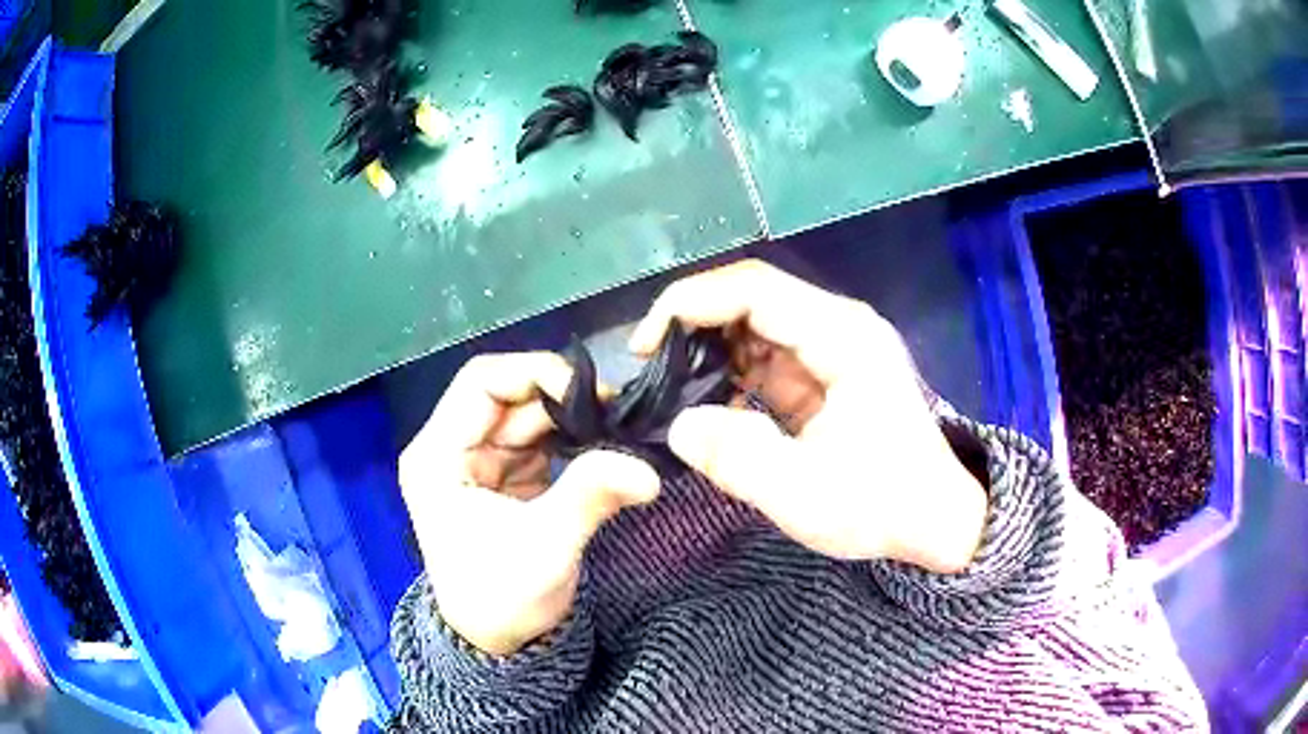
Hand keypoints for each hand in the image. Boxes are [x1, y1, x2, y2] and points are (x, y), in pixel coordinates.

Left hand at [399, 354, 660, 655]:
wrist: (500, 640)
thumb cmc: (504, 597)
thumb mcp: (547, 547)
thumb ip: (590, 496)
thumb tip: (648, 469)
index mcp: (438, 456)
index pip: (480, 383)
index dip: (533, 373)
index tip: (588, 394)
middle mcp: (452, 448)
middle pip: (507, 395)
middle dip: (561, 398)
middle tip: (615, 410)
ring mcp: (479, 460)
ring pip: (527, 414)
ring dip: (571, 418)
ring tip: (616, 428)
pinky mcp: (505, 476)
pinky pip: (539, 440)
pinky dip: (572, 439)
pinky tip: (602, 444)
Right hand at [630, 260, 985, 572]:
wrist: (935, 520)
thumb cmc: (882, 507)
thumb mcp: (805, 495)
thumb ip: (738, 458)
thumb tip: (677, 425)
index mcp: (843, 337)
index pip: (755, 289)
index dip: (691, 304)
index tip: (644, 346)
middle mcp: (840, 326)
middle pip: (753, 296)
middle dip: (694, 322)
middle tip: (649, 366)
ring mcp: (835, 346)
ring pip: (757, 323)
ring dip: (710, 347)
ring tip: (669, 384)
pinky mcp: (827, 371)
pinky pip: (768, 354)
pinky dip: (731, 370)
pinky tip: (708, 400)